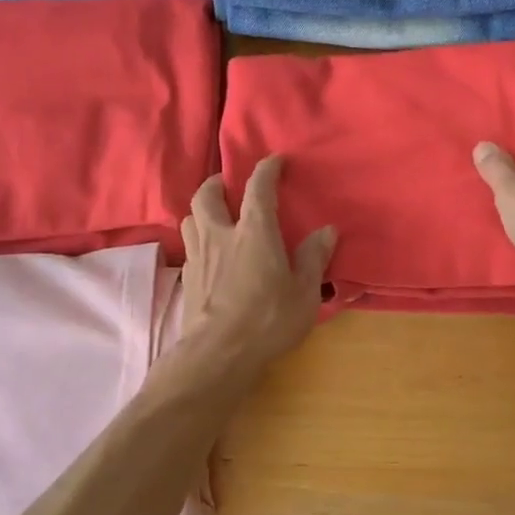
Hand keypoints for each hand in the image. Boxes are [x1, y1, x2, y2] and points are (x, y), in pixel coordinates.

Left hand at [179, 156, 335, 368]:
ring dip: (201, 209)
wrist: (218, 354)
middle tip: (228, 184)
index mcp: (253, 232)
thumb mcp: (303, 292)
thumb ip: (313, 258)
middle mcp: (220, 235)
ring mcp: (198, 257)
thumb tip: (326, 231)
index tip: (275, 161)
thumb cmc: (268, 319)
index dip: (267, 169)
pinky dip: (198, 239)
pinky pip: (189, 247)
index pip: (258, 188)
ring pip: (190, 218)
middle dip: (217, 183)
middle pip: (207, 196)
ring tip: (214, 215)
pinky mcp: (187, 280)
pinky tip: (209, 253)